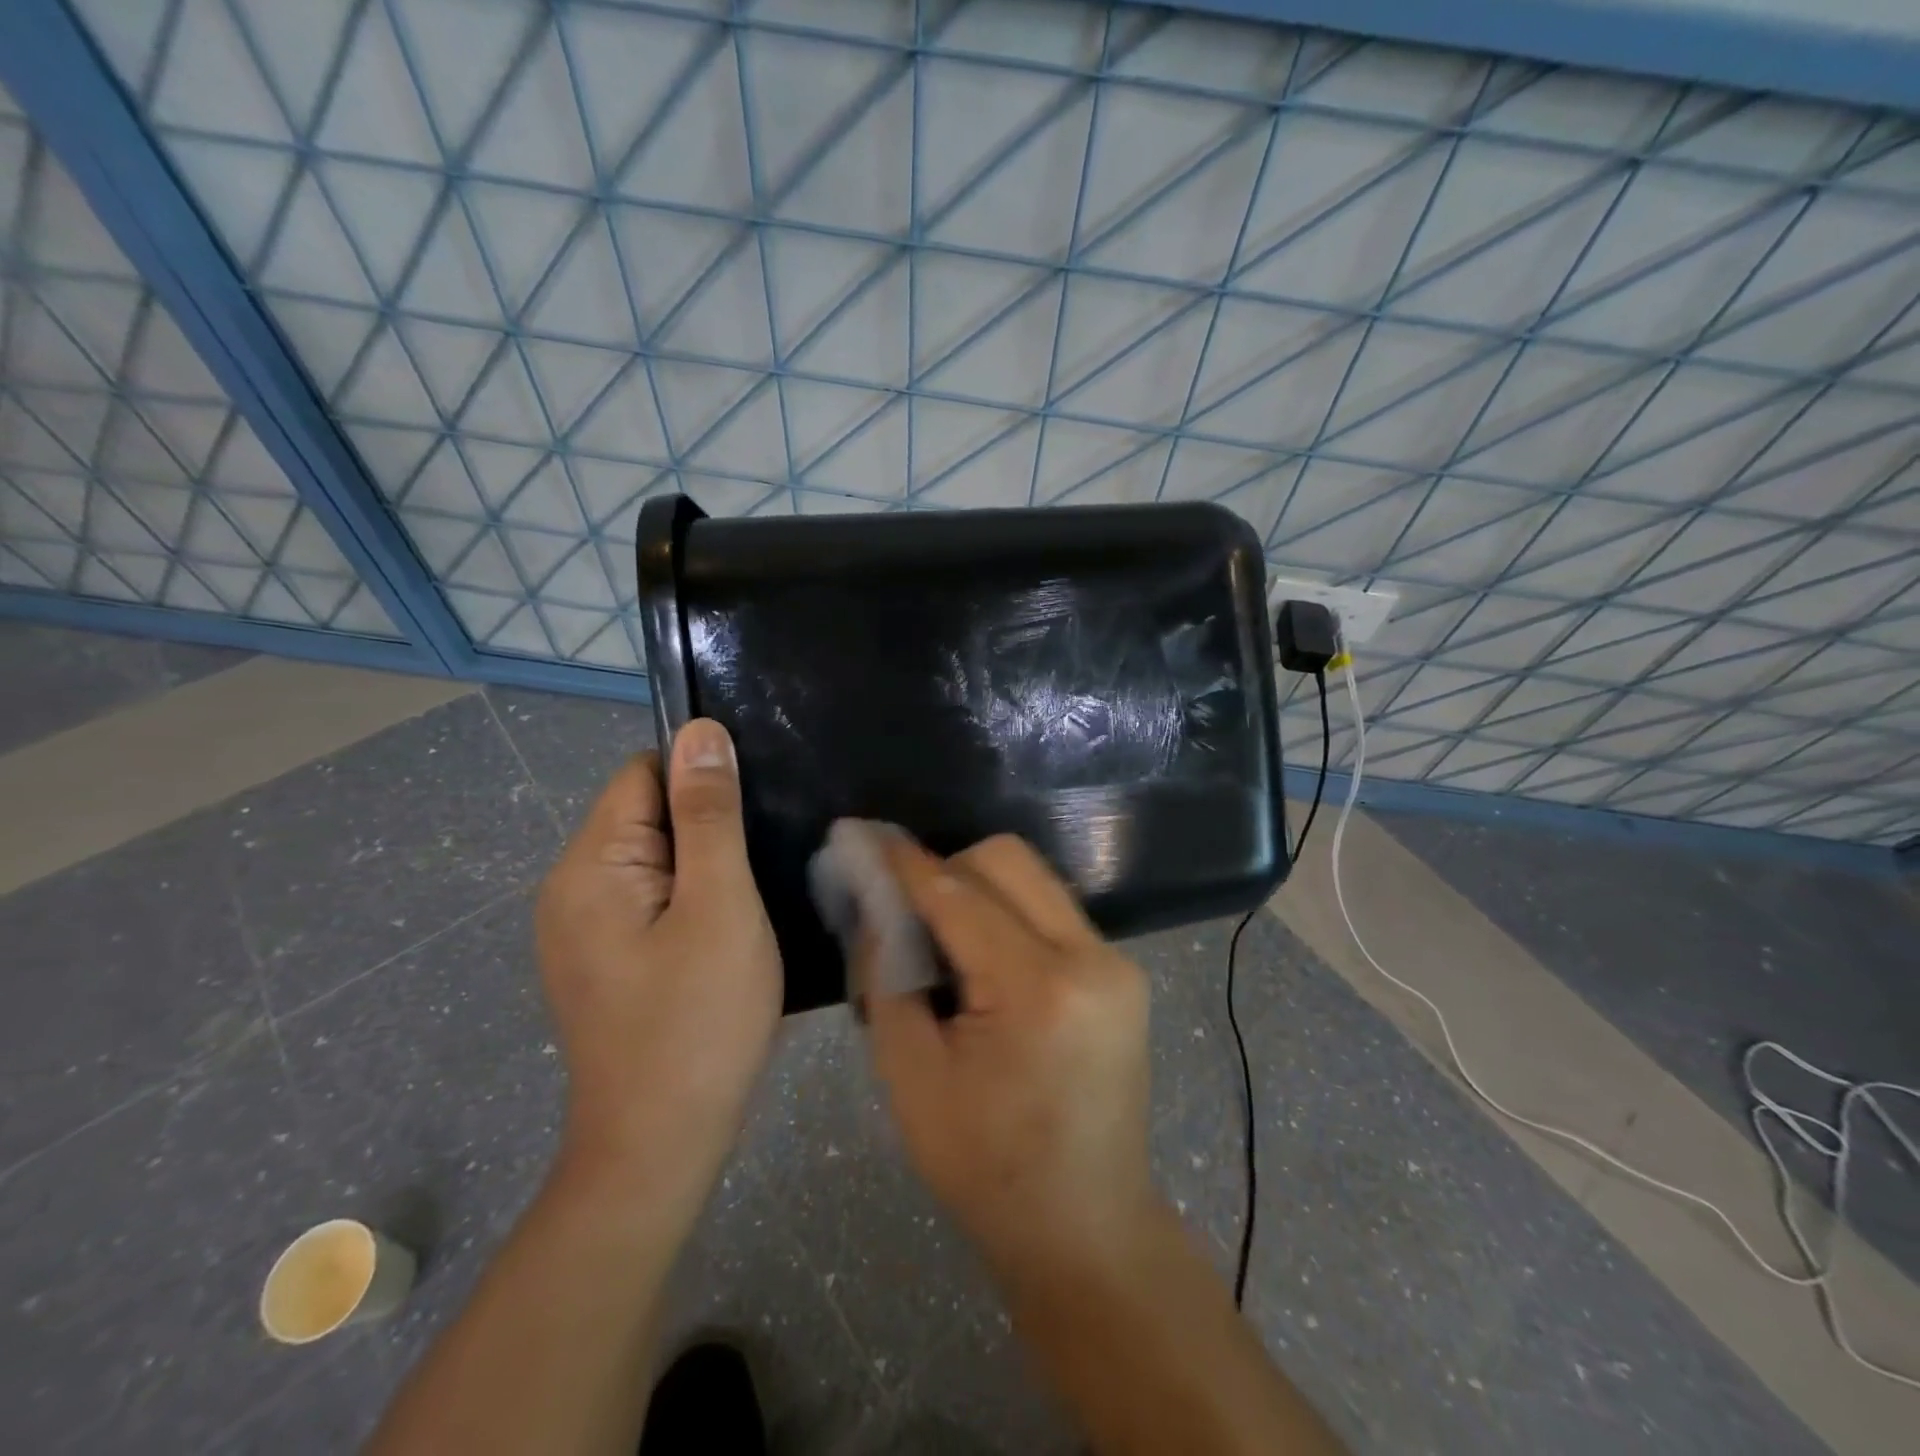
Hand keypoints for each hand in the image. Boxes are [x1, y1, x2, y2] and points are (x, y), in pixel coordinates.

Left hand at [535, 720, 780, 1209]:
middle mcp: (570, 888)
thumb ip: (709, 815)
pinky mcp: (603, 961)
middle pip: (647, 815)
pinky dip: (692, 900)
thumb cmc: (698, 1020)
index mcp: (589, 866)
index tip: (757, 815)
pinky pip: (651, 900)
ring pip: (655, 860)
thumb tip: (700, 731)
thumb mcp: (719, 905)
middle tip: (765, 865)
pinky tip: (728, 933)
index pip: (644, 774)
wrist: (660, 1148)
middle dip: (708, 827)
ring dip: (706, 866)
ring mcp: (582, 930)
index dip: (703, 782)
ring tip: (754, 898)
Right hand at [863, 833, 1158, 1279]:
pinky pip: (1053, 909)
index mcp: (1038, 991)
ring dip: (980, 887)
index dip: (905, 863)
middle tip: (906, 905)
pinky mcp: (1123, 971)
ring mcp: (1117, 962)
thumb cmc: (987, 1170)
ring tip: (942, 934)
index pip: (958, 896)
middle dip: (948, 867)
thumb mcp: (910, 1079)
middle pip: (1008, 860)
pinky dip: (1009, 913)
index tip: (863, 836)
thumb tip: (877, 908)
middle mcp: (1091, 958)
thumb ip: (887, 978)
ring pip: (1034, 877)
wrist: (1088, 1227)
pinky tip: (984, 958)